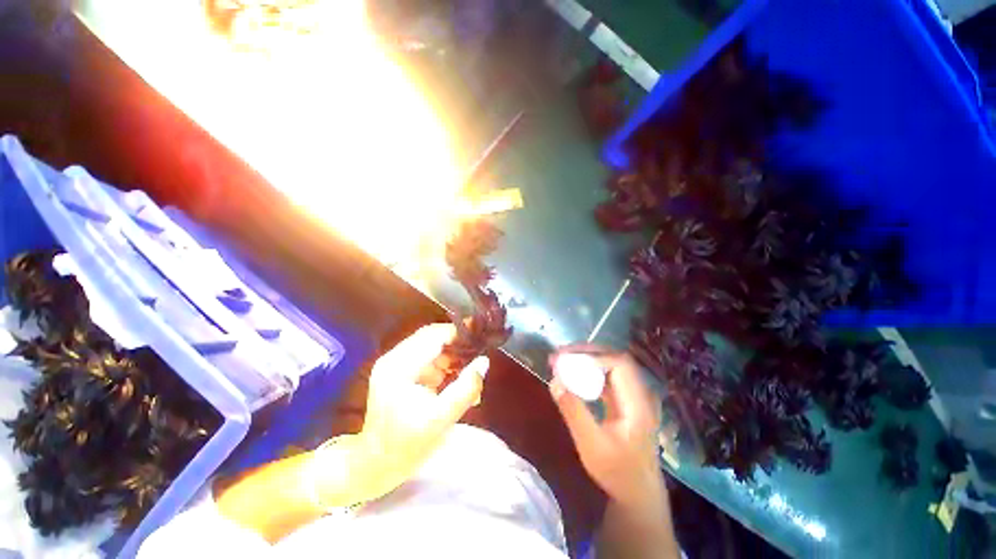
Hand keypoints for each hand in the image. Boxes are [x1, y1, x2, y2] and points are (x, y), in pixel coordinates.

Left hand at [359, 323, 488, 495]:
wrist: (376, 465)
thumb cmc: (406, 446)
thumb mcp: (441, 419)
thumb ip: (465, 389)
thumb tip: (484, 361)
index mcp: (398, 367)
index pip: (432, 336)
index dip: (457, 332)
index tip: (480, 335)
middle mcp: (394, 359)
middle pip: (431, 337)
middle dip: (456, 345)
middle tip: (477, 353)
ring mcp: (395, 365)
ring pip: (431, 347)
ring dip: (451, 357)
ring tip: (468, 372)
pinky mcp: (399, 373)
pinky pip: (427, 359)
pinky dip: (444, 366)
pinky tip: (455, 381)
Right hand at [549, 346, 662, 507]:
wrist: (637, 494)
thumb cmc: (618, 473)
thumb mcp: (592, 446)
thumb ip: (574, 412)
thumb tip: (554, 381)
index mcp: (639, 403)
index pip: (620, 364)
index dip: (593, 357)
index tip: (565, 361)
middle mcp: (639, 393)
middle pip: (615, 359)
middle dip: (586, 353)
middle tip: (559, 355)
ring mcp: (632, 396)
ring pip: (609, 365)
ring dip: (585, 360)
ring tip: (561, 361)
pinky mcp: (624, 401)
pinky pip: (605, 377)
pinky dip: (587, 372)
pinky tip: (572, 376)